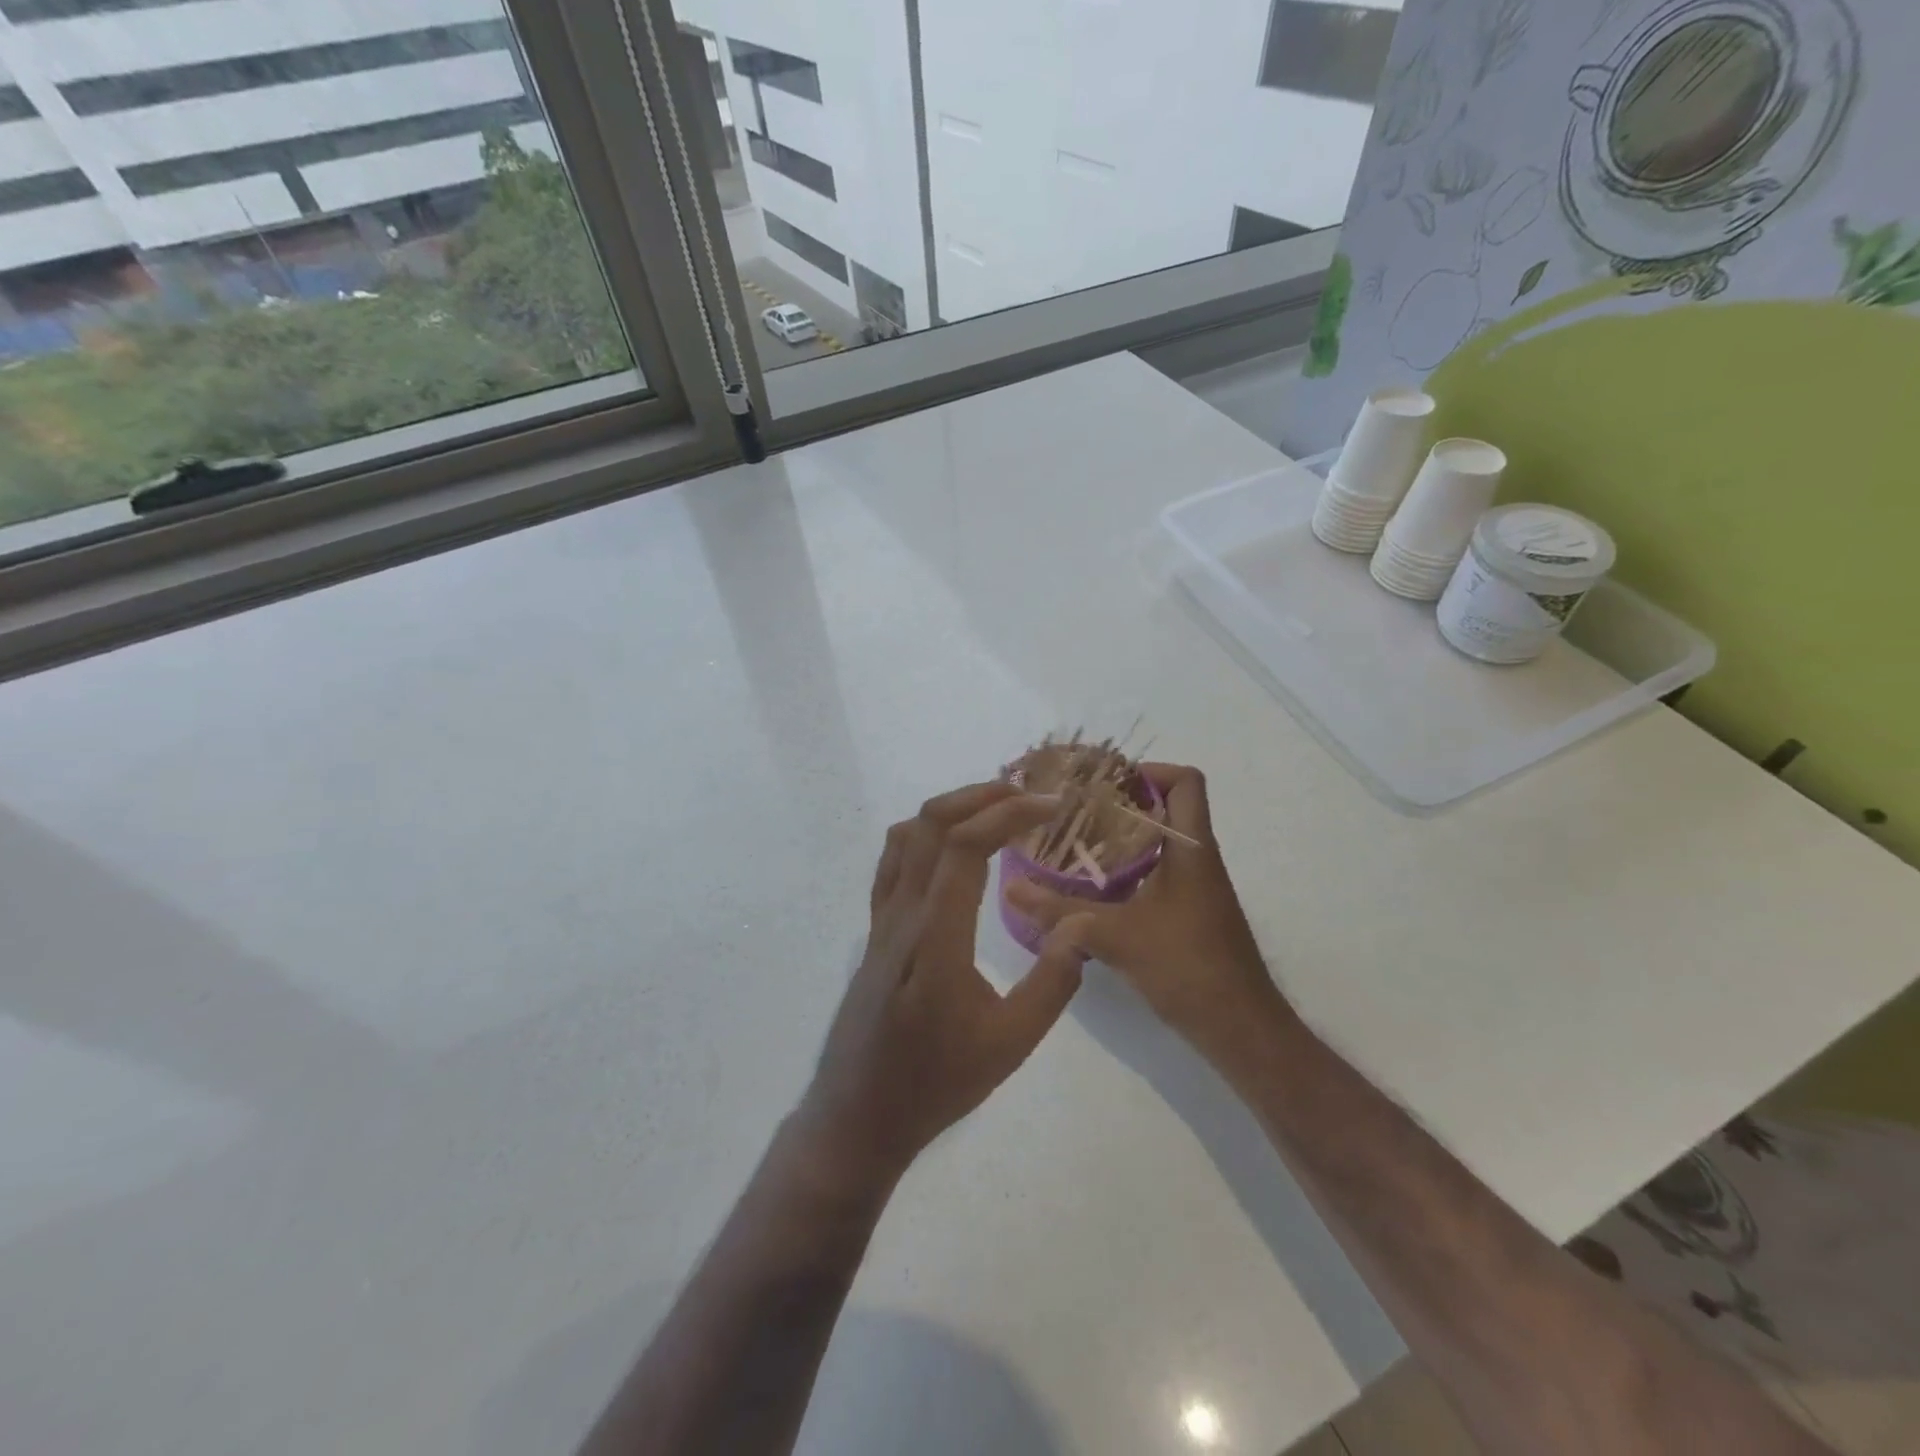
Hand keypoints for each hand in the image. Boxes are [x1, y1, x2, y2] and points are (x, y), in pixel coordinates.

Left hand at [795, 781, 1092, 1188]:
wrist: (858, 1115)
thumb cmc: (935, 1084)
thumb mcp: (1009, 1045)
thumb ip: (1051, 985)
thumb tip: (1082, 928)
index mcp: (935, 937)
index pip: (963, 846)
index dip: (1007, 813)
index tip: (1049, 806)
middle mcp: (902, 915)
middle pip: (930, 824)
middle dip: (981, 796)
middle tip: (1028, 796)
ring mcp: (881, 920)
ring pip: (907, 836)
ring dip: (951, 808)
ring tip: (996, 809)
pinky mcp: (874, 930)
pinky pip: (893, 862)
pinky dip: (924, 833)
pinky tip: (952, 847)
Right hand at [1004, 764, 1290, 1067]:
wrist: (1239, 1029)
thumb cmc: (1187, 967)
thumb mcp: (1115, 936)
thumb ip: (1060, 912)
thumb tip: (1011, 889)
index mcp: (1192, 848)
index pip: (1186, 781)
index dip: (1149, 771)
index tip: (1103, 784)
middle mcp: (1198, 858)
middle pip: (1166, 807)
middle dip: (1120, 803)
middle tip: (1074, 810)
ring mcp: (1196, 888)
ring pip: (1159, 842)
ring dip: (1120, 838)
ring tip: (1073, 843)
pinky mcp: (1188, 913)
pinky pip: (1156, 873)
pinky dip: (1126, 870)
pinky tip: (1091, 889)